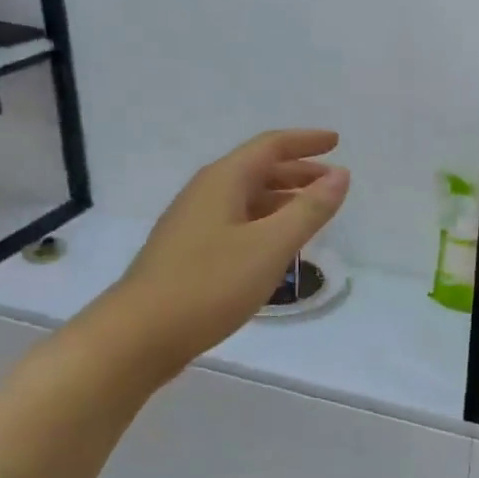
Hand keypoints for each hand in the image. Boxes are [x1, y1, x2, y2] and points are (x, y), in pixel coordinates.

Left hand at [116, 129, 349, 372]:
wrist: (137, 336)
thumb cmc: (209, 284)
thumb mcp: (271, 245)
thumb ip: (310, 209)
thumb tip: (341, 175)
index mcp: (224, 181)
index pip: (270, 146)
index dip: (305, 141)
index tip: (336, 141)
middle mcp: (206, 193)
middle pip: (258, 169)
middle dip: (297, 171)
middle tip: (332, 181)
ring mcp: (193, 223)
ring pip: (247, 198)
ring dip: (283, 198)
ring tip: (312, 213)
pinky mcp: (189, 252)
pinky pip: (237, 221)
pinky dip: (265, 221)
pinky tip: (277, 245)